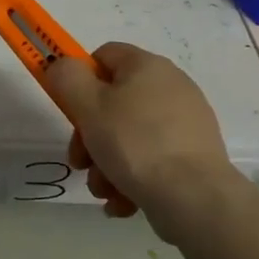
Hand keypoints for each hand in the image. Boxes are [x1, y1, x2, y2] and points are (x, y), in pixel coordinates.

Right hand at [41, 42, 249, 242]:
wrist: (195, 198)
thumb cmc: (135, 143)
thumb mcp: (88, 105)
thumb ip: (67, 77)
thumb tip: (63, 65)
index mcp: (147, 66)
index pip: (103, 56)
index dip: (80, 79)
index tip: (71, 111)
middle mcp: (171, 86)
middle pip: (113, 102)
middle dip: (90, 135)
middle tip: (80, 162)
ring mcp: (185, 123)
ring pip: (129, 136)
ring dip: (107, 163)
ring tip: (104, 190)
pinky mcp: (194, 156)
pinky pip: (152, 158)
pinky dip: (133, 178)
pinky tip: (123, 202)